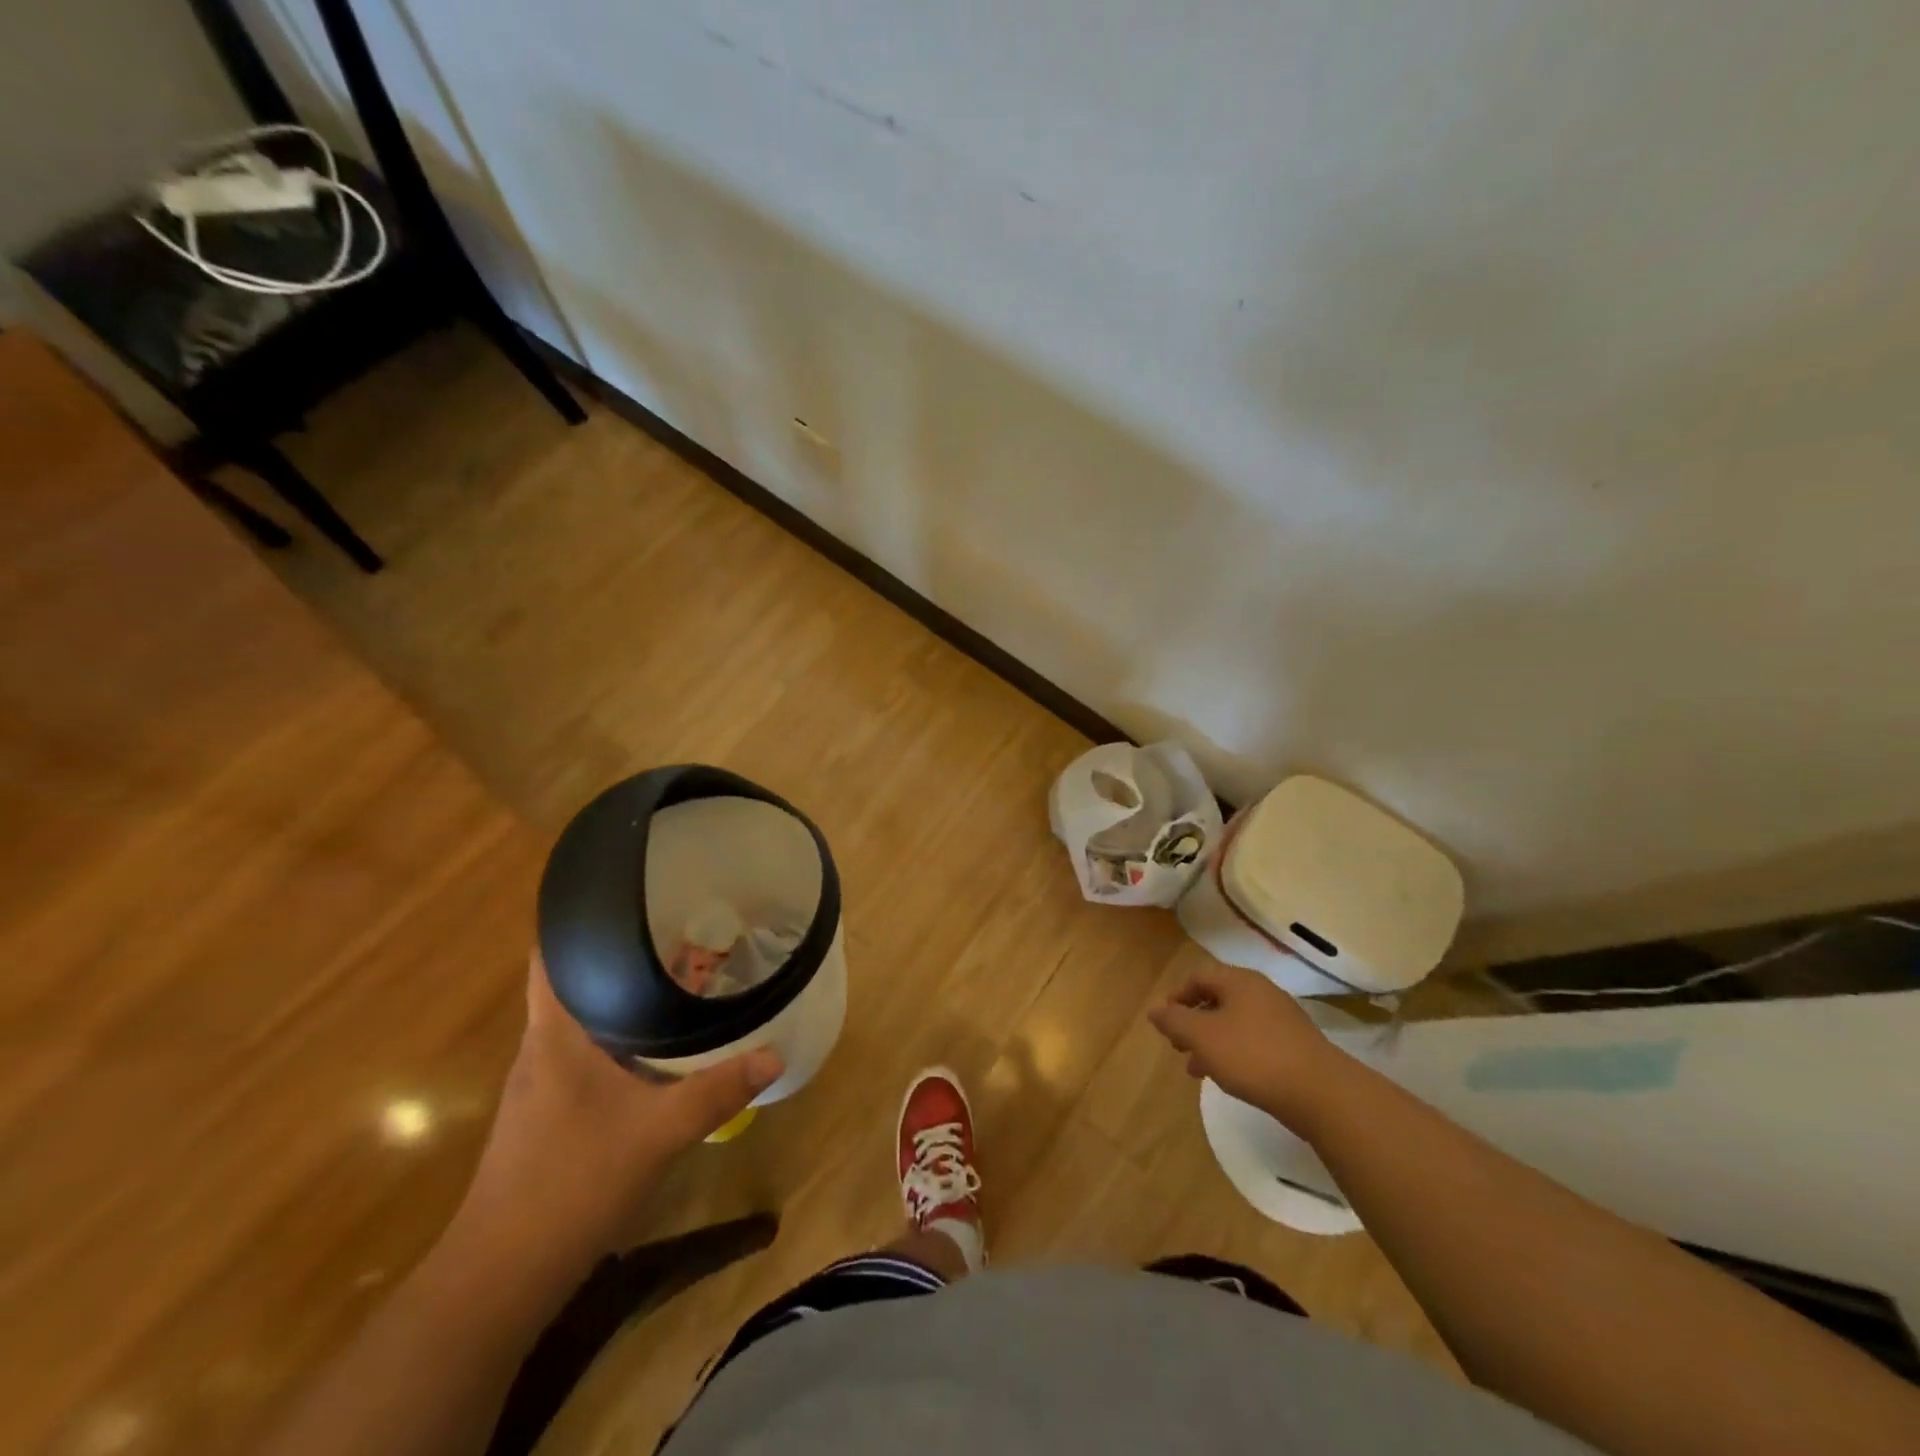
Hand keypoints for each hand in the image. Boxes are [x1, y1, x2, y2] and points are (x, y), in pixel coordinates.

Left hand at [452, 953, 782, 1272]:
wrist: (502, 1276)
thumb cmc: (571, 1183)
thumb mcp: (657, 1133)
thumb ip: (717, 1090)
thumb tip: (775, 1054)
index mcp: (555, 1035)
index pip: (548, 956)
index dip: (575, 920)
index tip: (623, 896)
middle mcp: (543, 1049)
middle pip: (574, 982)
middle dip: (619, 954)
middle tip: (675, 929)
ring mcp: (542, 1084)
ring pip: (584, 1019)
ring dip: (621, 995)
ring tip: (675, 975)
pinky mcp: (550, 1113)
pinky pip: (588, 1052)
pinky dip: (620, 1034)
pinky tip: (655, 1045)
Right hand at [1148, 962, 1348, 1129]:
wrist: (1322, 1093)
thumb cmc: (1253, 1056)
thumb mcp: (1202, 1037)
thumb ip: (1174, 1021)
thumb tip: (1154, 1010)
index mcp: (1238, 981)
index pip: (1198, 977)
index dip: (1176, 997)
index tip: (1165, 1022)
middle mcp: (1261, 992)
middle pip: (1217, 998)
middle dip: (1193, 1022)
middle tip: (1178, 1047)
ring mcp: (1281, 1018)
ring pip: (1234, 1022)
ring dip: (1211, 1041)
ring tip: (1198, 1070)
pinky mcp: (1295, 1045)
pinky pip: (1254, 1040)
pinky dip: (1234, 1052)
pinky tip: (1230, 1077)